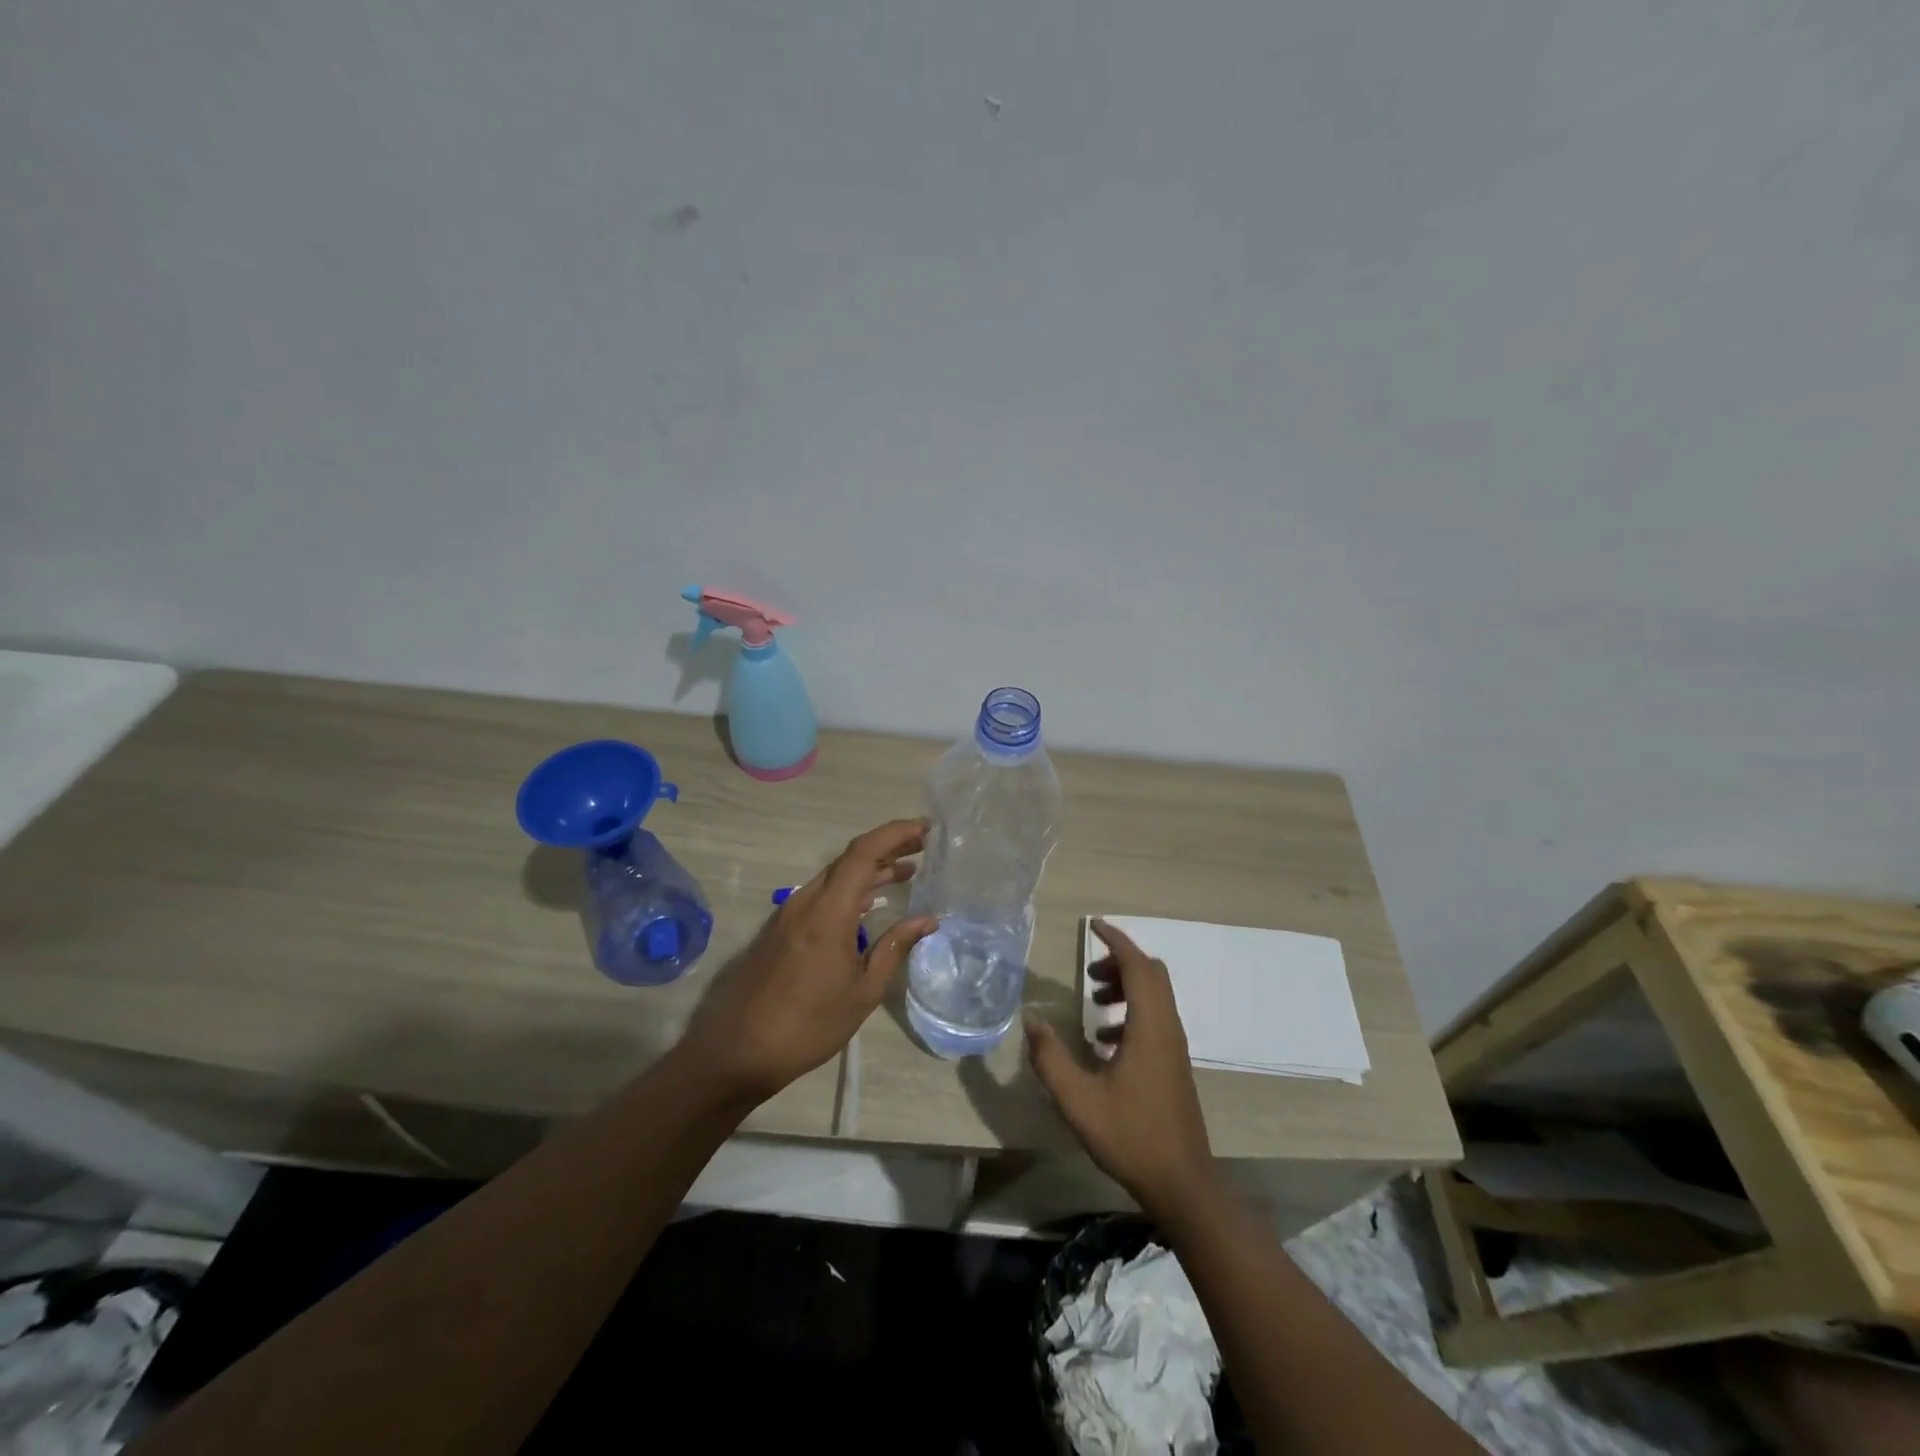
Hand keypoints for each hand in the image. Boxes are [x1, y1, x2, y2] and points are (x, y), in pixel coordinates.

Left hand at [683, 819, 935, 1103]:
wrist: (738, 1051)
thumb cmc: (808, 1025)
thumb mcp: (862, 992)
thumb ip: (894, 948)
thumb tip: (927, 919)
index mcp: (829, 912)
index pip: (864, 853)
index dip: (896, 833)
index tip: (927, 829)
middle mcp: (806, 901)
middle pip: (850, 858)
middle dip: (888, 847)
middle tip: (923, 847)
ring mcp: (790, 913)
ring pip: (835, 876)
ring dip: (871, 869)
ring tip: (907, 872)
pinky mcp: (782, 928)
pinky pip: (822, 894)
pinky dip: (852, 888)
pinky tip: (871, 903)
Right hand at [1026, 918, 1217, 1219]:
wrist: (1182, 1183)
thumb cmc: (1130, 1136)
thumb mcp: (1078, 1099)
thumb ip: (1051, 1057)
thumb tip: (1031, 1019)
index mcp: (1150, 1027)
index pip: (1137, 966)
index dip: (1116, 940)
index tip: (1094, 925)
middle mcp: (1168, 1028)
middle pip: (1151, 974)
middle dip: (1120, 962)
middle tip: (1089, 970)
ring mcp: (1174, 1046)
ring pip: (1155, 995)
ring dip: (1125, 986)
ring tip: (1093, 1002)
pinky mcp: (1173, 1063)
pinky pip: (1155, 1018)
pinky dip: (1131, 1011)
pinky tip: (1104, 1041)